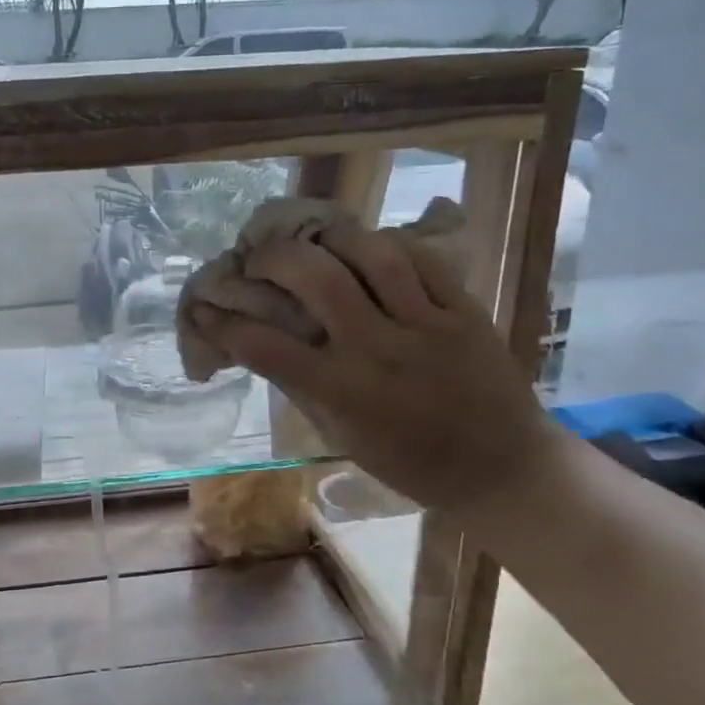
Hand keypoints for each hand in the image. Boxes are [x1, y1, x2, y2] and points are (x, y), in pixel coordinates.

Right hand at [193, 222, 561, 515]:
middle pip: (317, 278)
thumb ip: (301, 387)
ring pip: (372, 254)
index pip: (266, 347)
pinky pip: (422, 259)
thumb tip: (260, 345)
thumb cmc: (410, 462)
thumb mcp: (341, 436)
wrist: (501, 468)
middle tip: (257, 257)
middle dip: (273, 257)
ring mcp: (427, 325)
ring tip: (311, 238)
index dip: (224, 323)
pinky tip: (367, 247)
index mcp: (343, 391)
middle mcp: (379, 350)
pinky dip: (386, 245)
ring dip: (330, 236)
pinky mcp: (465, 310)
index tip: (202, 307)